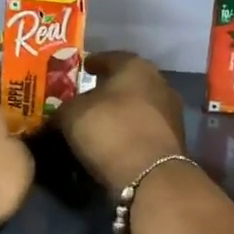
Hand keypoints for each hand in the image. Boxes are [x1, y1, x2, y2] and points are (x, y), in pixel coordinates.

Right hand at [54, 51, 187, 189]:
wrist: (150, 175)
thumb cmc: (109, 129)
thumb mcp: (71, 115)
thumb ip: (63, 108)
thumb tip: (59, 114)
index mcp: (135, 66)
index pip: (109, 57)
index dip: (92, 63)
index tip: (81, 69)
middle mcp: (159, 82)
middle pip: (127, 82)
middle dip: (108, 89)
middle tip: (87, 97)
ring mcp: (171, 112)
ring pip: (138, 106)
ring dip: (120, 112)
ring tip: (98, 122)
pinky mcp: (174, 141)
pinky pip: (144, 129)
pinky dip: (129, 132)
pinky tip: (114, 141)